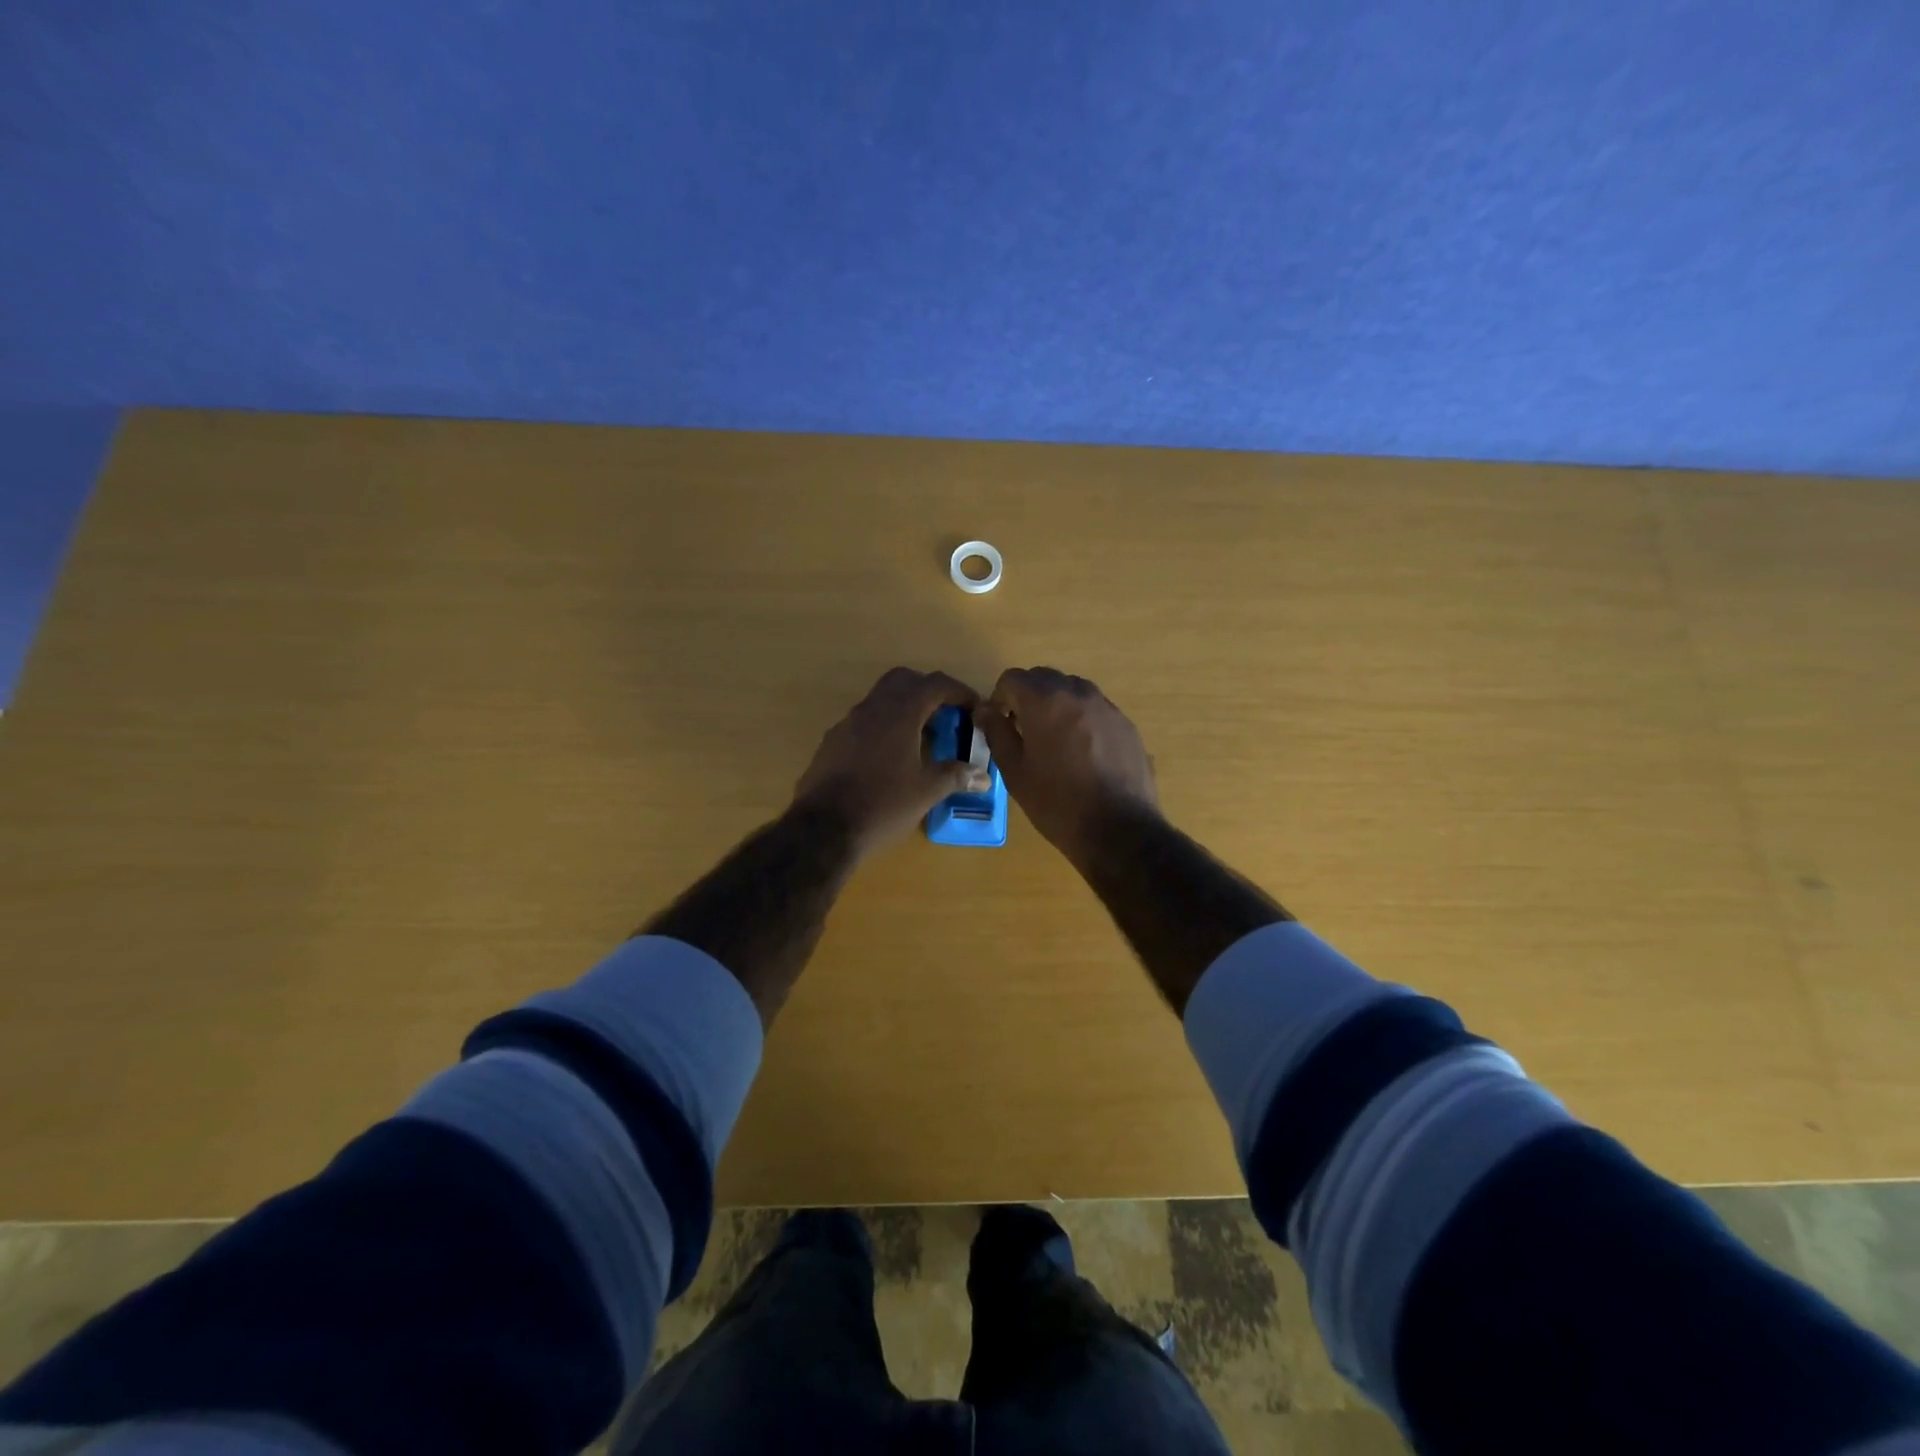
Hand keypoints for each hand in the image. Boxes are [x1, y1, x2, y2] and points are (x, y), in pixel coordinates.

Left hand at [793, 667, 989, 857]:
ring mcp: (847, 724)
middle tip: (945, 714)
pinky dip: (883, 727)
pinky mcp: (832, 742)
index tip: (974, 707)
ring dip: (903, 708)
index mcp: (899, 714)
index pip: (934, 684)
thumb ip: (955, 776)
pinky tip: (890, 757)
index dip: (958, 691)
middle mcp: (871, 709)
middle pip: (903, 680)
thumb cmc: (882, 805)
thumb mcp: (926, 792)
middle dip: (927, 691)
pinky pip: (863, 721)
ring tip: (922, 737)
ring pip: (880, 699)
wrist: (823, 829)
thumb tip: (983, 775)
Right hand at [974, 667, 1158, 868]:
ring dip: (1057, 705)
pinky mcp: (1126, 724)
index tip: (1001, 724)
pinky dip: (1082, 719)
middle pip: (1044, 678)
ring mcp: (1106, 706)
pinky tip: (1083, 754)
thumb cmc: (1056, 802)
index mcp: (1045, 700)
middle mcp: (1078, 692)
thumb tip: (984, 709)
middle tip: (1024, 731)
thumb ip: (996, 732)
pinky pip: (1095, 709)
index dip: (1000, 698)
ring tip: (1054, 741)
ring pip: (1073, 690)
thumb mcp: (1015, 771)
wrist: (1118, 828)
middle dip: (1029, 697)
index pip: (1013, 678)